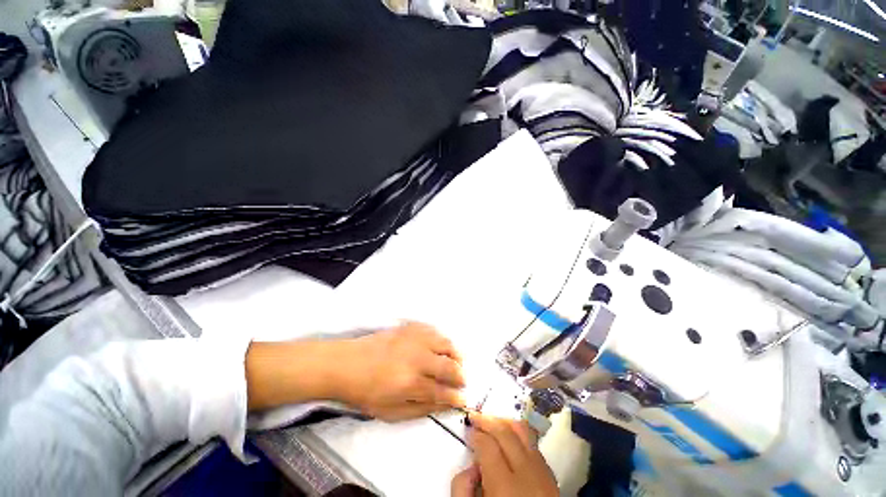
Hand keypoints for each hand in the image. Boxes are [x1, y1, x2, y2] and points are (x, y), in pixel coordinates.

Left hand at [333, 321, 465, 420]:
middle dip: (460, 375)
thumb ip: (420, 409)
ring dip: (455, 353)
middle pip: (449, 365)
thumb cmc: (366, 392)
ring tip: (456, 361)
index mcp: (410, 383)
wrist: (346, 364)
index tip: (462, 399)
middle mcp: (416, 358)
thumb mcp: (391, 412)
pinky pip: (432, 329)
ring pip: (445, 342)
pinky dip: (441, 338)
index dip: (456, 396)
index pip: (442, 390)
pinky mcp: (409, 327)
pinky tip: (440, 345)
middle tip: (461, 380)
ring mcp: (413, 339)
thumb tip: (444, 404)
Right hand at [451, 414, 557, 496]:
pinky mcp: (552, 476)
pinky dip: (519, 435)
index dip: (476, 433)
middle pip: (506, 432)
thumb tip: (471, 465)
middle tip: (475, 417)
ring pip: (524, 432)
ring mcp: (543, 474)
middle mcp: (528, 474)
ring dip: (505, 422)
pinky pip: (534, 445)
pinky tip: (510, 441)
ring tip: (492, 422)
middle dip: (488, 420)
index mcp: (506, 488)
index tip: (468, 429)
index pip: (488, 445)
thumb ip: (462, 489)